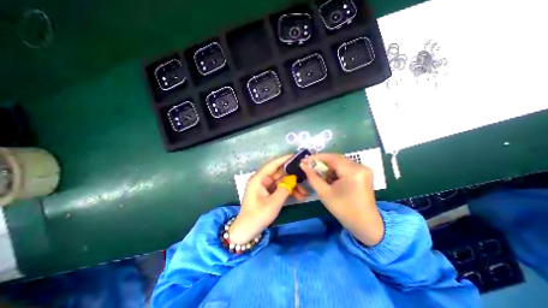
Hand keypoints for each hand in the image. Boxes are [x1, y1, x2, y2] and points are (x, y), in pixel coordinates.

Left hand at [229, 156, 307, 243]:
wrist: (246, 231)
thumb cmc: (257, 217)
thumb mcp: (273, 203)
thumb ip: (284, 189)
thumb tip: (293, 179)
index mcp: (259, 178)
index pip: (273, 164)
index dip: (285, 159)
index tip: (297, 156)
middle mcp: (262, 180)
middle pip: (279, 173)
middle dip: (293, 176)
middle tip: (307, 175)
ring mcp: (265, 186)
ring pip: (282, 181)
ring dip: (293, 186)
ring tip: (305, 193)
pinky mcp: (268, 193)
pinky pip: (280, 188)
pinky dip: (289, 191)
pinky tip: (299, 196)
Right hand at [300, 154, 384, 247]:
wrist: (365, 225)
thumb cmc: (344, 210)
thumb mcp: (324, 193)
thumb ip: (312, 177)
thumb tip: (303, 165)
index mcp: (353, 171)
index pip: (331, 158)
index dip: (316, 158)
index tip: (303, 160)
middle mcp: (360, 166)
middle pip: (336, 159)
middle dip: (321, 163)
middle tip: (309, 167)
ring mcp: (363, 169)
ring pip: (340, 162)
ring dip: (328, 168)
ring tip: (321, 177)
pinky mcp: (363, 173)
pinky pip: (345, 167)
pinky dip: (335, 171)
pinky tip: (331, 180)